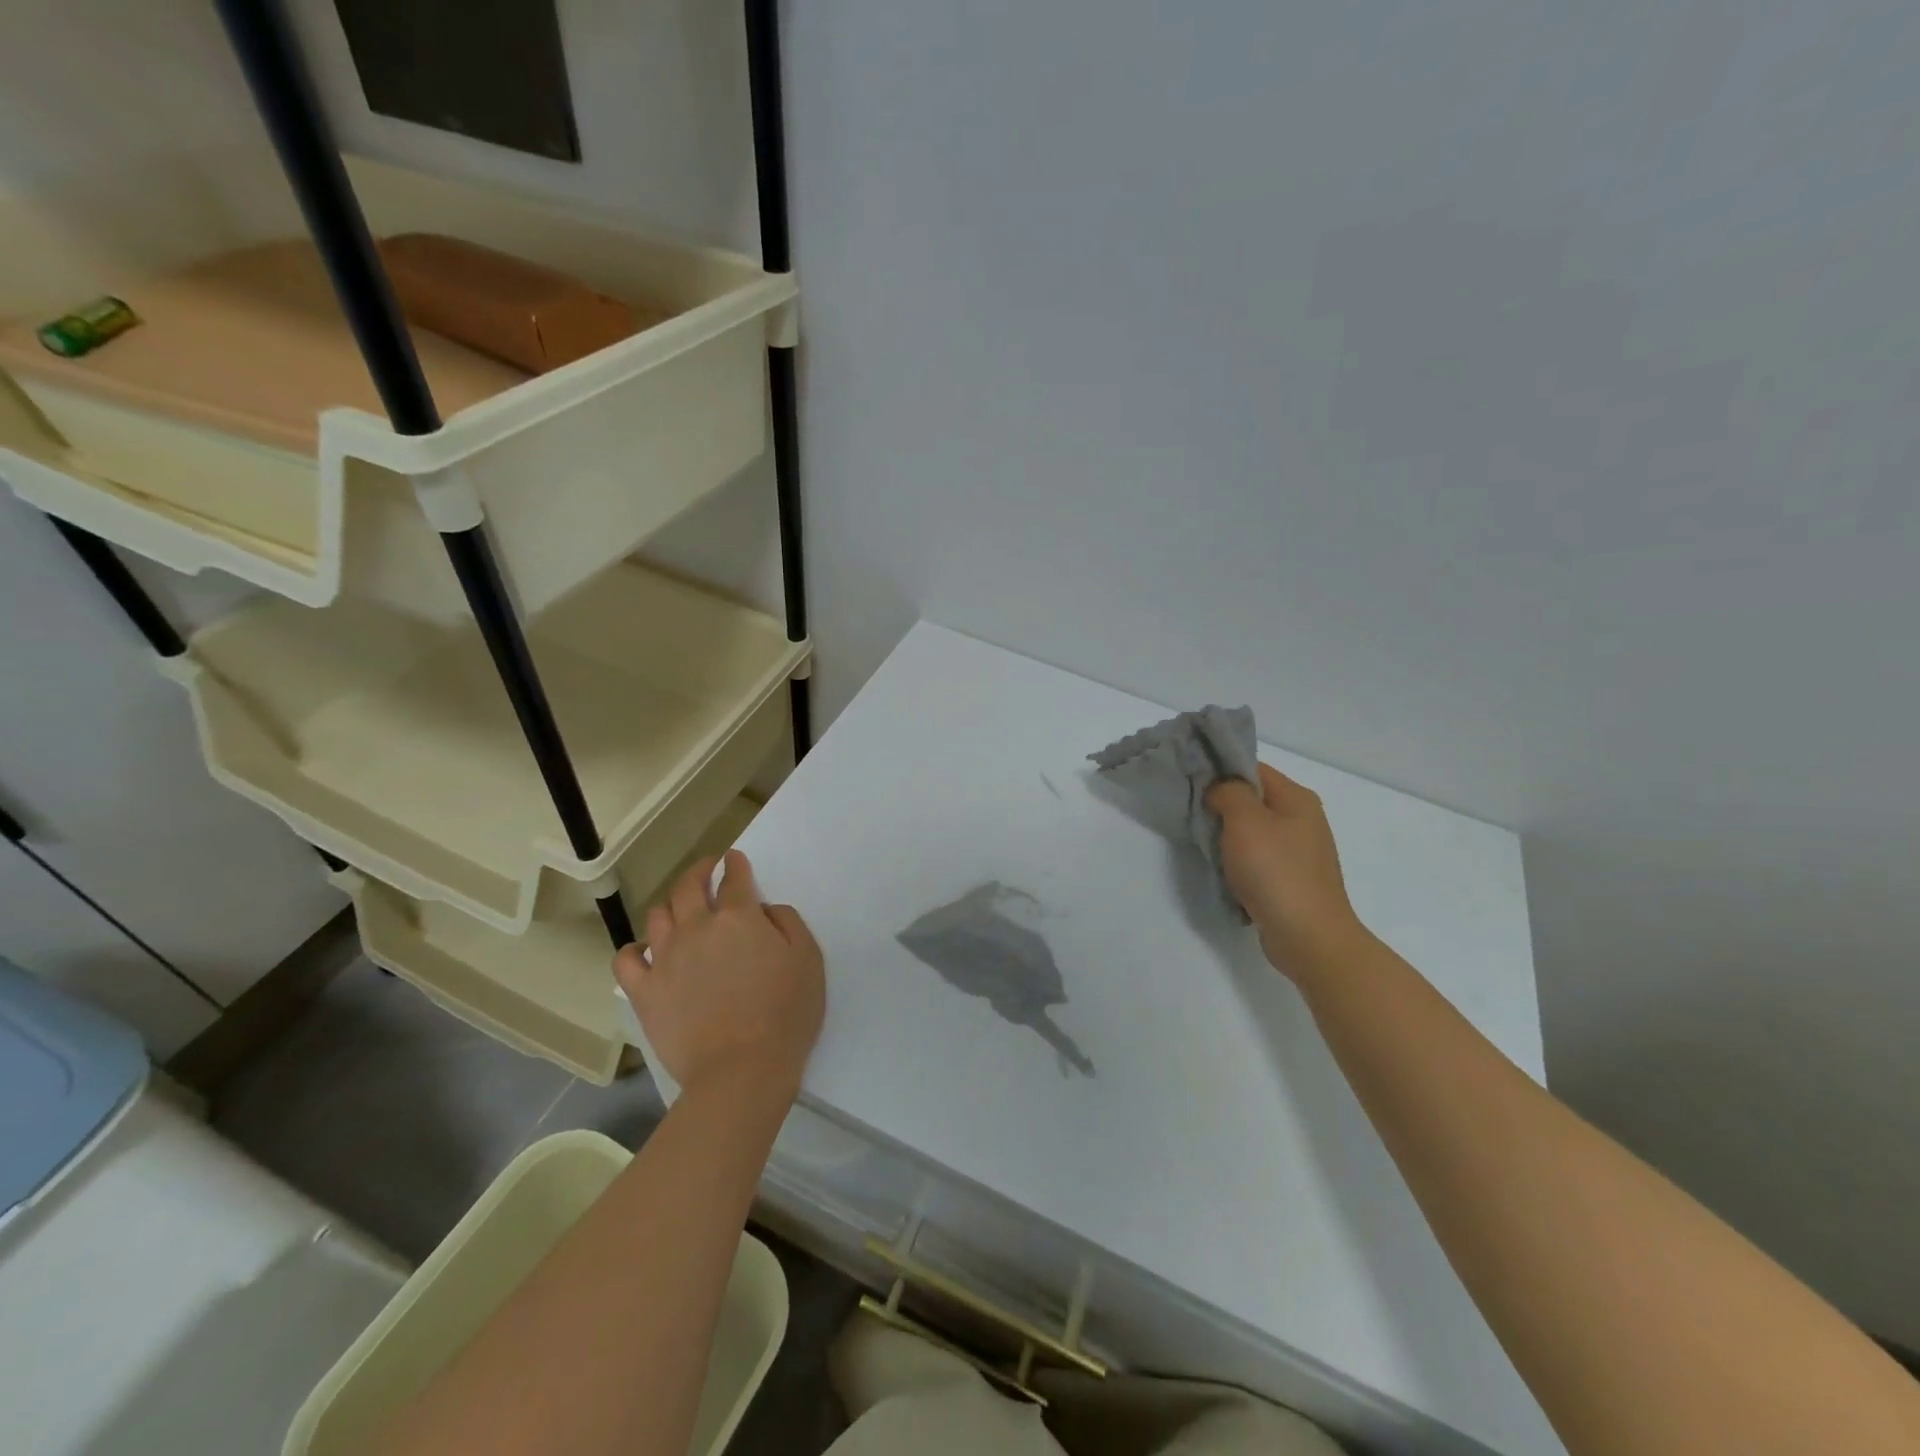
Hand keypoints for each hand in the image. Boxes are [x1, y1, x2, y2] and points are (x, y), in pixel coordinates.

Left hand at [612, 850, 824, 1098]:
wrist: (742, 1070)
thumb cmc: (786, 1014)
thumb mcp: (808, 960)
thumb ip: (788, 922)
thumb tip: (764, 909)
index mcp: (739, 917)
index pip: (734, 878)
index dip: (734, 864)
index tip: (733, 859)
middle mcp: (697, 927)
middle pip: (688, 886)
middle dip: (698, 871)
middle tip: (706, 871)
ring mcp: (665, 958)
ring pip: (657, 915)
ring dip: (670, 905)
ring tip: (679, 912)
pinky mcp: (644, 991)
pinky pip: (626, 959)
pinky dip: (634, 950)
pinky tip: (645, 953)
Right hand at [1209, 764, 1368, 978]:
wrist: (1308, 937)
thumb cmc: (1276, 872)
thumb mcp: (1245, 821)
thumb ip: (1228, 792)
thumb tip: (1218, 788)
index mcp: (1296, 798)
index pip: (1252, 767)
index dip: (1220, 769)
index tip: (1189, 779)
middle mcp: (1302, 819)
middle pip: (1252, 798)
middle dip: (1220, 803)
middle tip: (1189, 811)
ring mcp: (1298, 851)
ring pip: (1252, 830)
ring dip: (1226, 835)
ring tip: (1202, 842)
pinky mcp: (1290, 878)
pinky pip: (1257, 858)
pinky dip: (1237, 861)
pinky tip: (1222, 870)